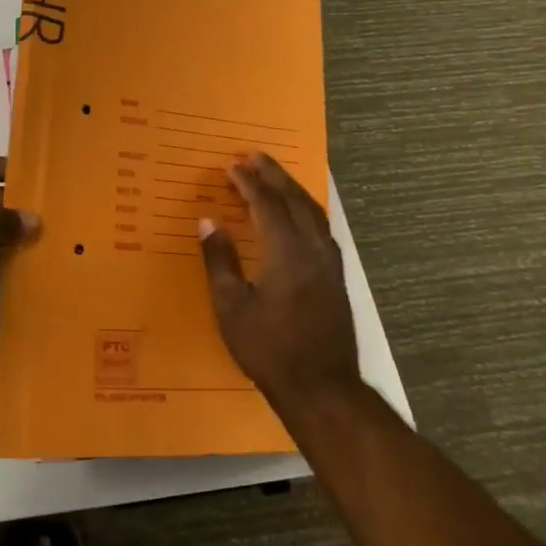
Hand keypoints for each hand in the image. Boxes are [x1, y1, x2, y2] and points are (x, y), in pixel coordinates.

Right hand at [199, 153, 360, 415]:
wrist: (323, 389)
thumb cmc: (270, 349)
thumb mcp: (232, 307)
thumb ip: (220, 260)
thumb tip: (208, 221)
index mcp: (286, 252)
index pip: (266, 204)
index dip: (247, 182)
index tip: (230, 166)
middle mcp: (313, 248)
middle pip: (294, 199)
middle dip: (273, 175)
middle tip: (254, 155)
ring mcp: (330, 262)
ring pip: (312, 211)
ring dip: (291, 189)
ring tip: (273, 175)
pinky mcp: (336, 276)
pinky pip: (320, 226)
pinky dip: (305, 208)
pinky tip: (297, 213)